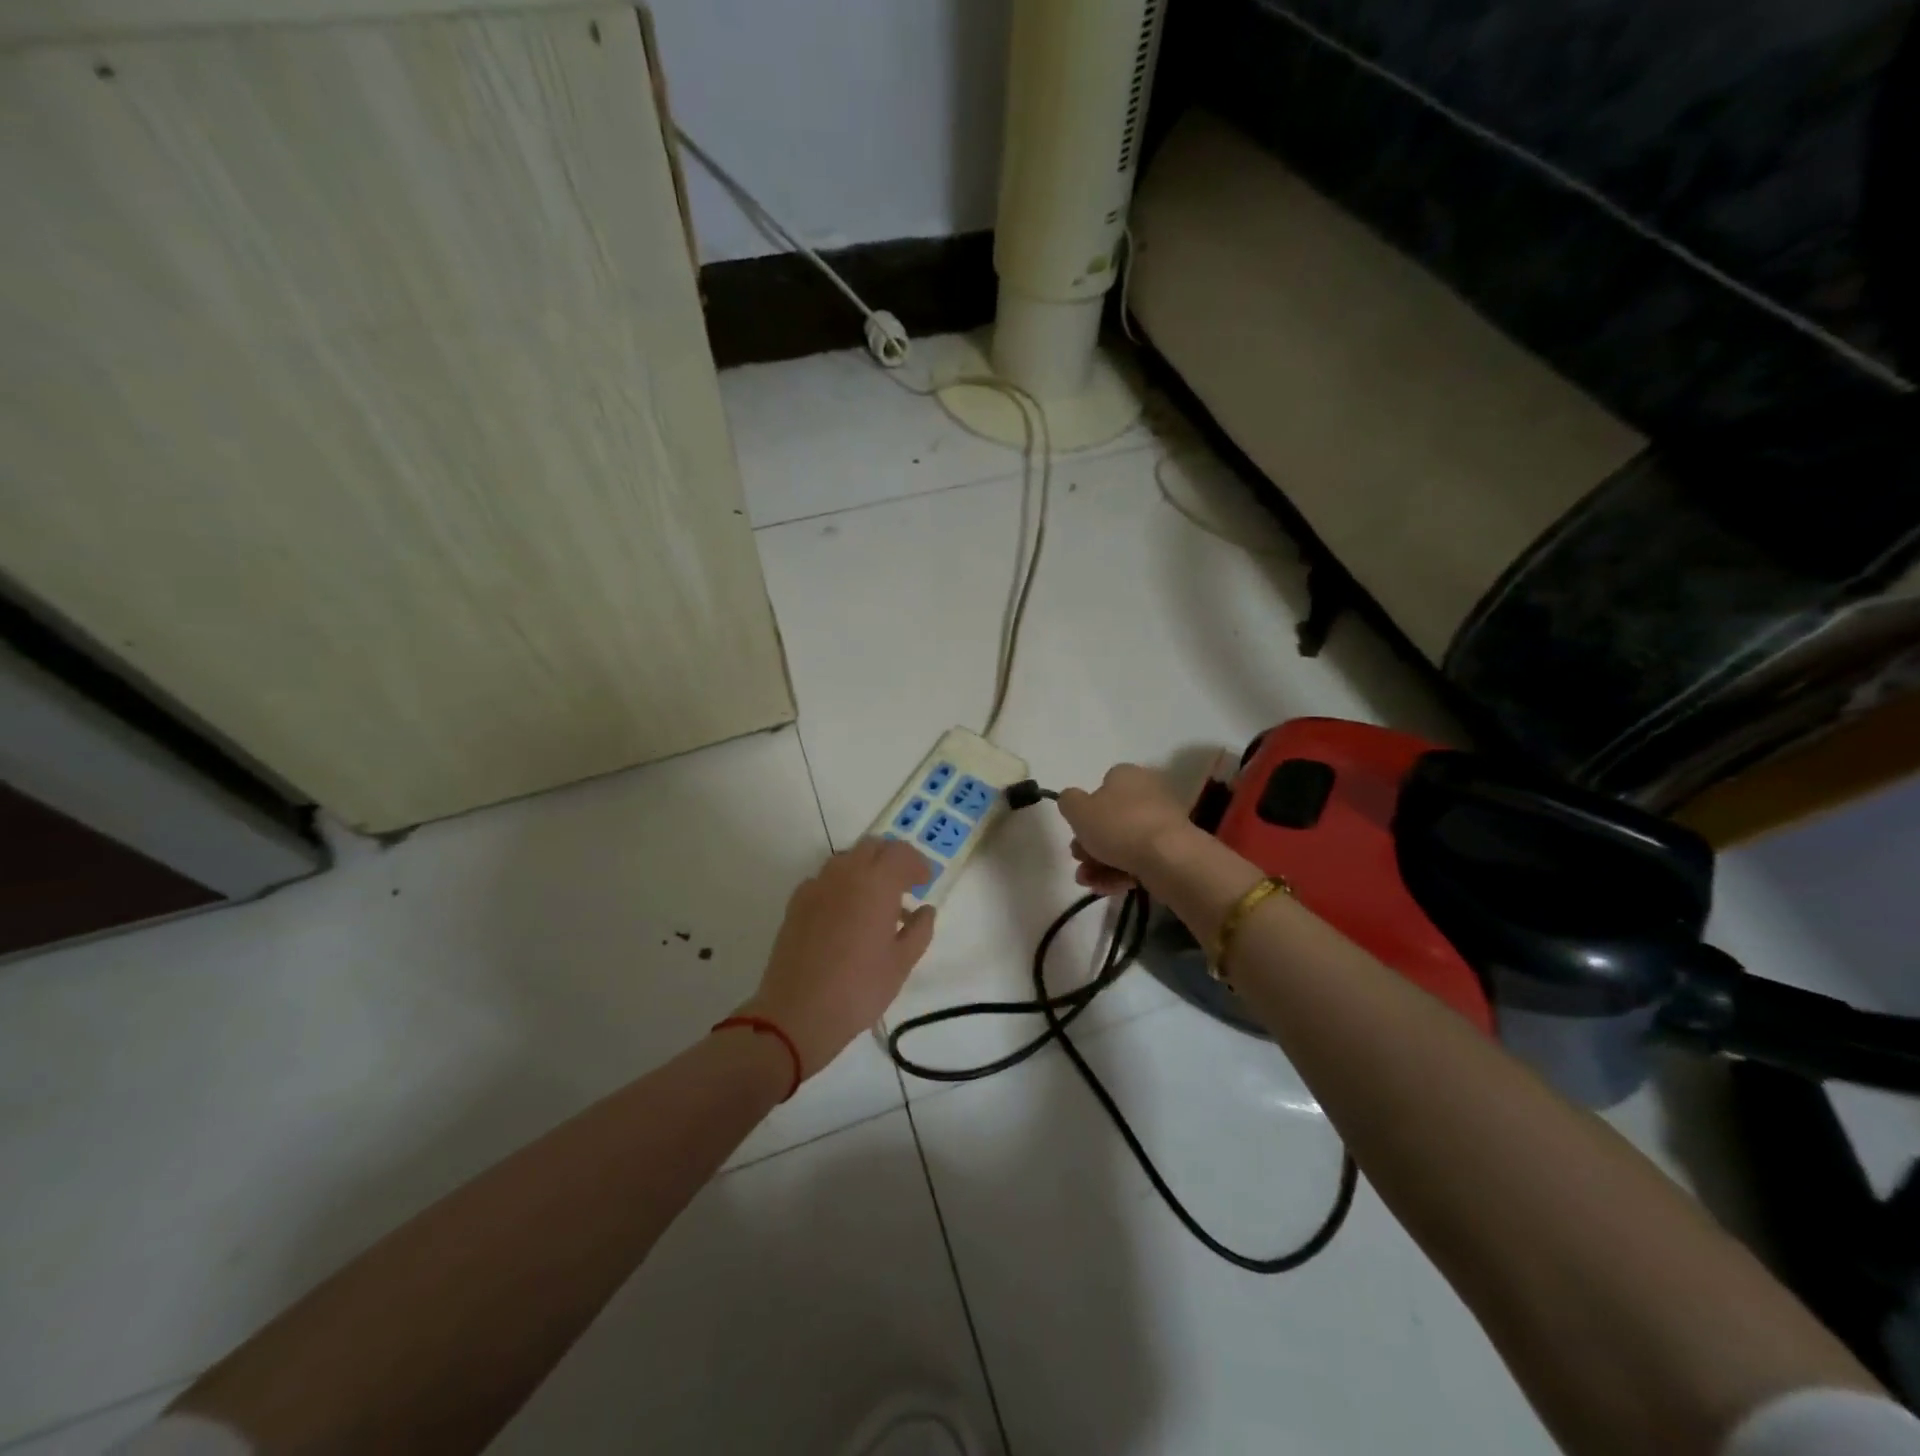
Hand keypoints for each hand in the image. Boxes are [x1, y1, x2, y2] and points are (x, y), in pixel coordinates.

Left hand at [738, 838, 936, 1077]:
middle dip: (891, 859)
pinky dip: (841, 884)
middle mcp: (845, 874)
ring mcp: (816, 885)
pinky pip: (824, 879)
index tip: (924, 883)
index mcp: (876, 884)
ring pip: (846, 859)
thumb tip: (925, 910)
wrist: (798, 1012)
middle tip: (903, 887)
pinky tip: (844, 914)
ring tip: (874, 902)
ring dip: (865, 869)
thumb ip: (919, 930)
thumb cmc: (859, 989)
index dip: (917, 864)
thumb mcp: (902, 964)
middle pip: (872, 847)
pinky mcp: (796, 902)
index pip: (901, 853)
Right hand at [1056, 764, 1196, 894]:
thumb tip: (1072, 800)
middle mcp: (1147, 793)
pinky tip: (1105, 888)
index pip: (1102, 786)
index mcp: (1127, 775)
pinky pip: (1140, 859)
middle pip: (1111, 819)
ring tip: (1087, 882)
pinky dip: (1120, 872)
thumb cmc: (1119, 826)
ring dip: (1100, 863)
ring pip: (1124, 842)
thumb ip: (1069, 802)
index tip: (1075, 832)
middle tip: (1079, 860)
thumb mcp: (1078, 810)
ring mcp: (1162, 823)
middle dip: (1090, 843)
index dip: (1085, 811)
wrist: (1169, 858)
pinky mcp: (1172, 850)